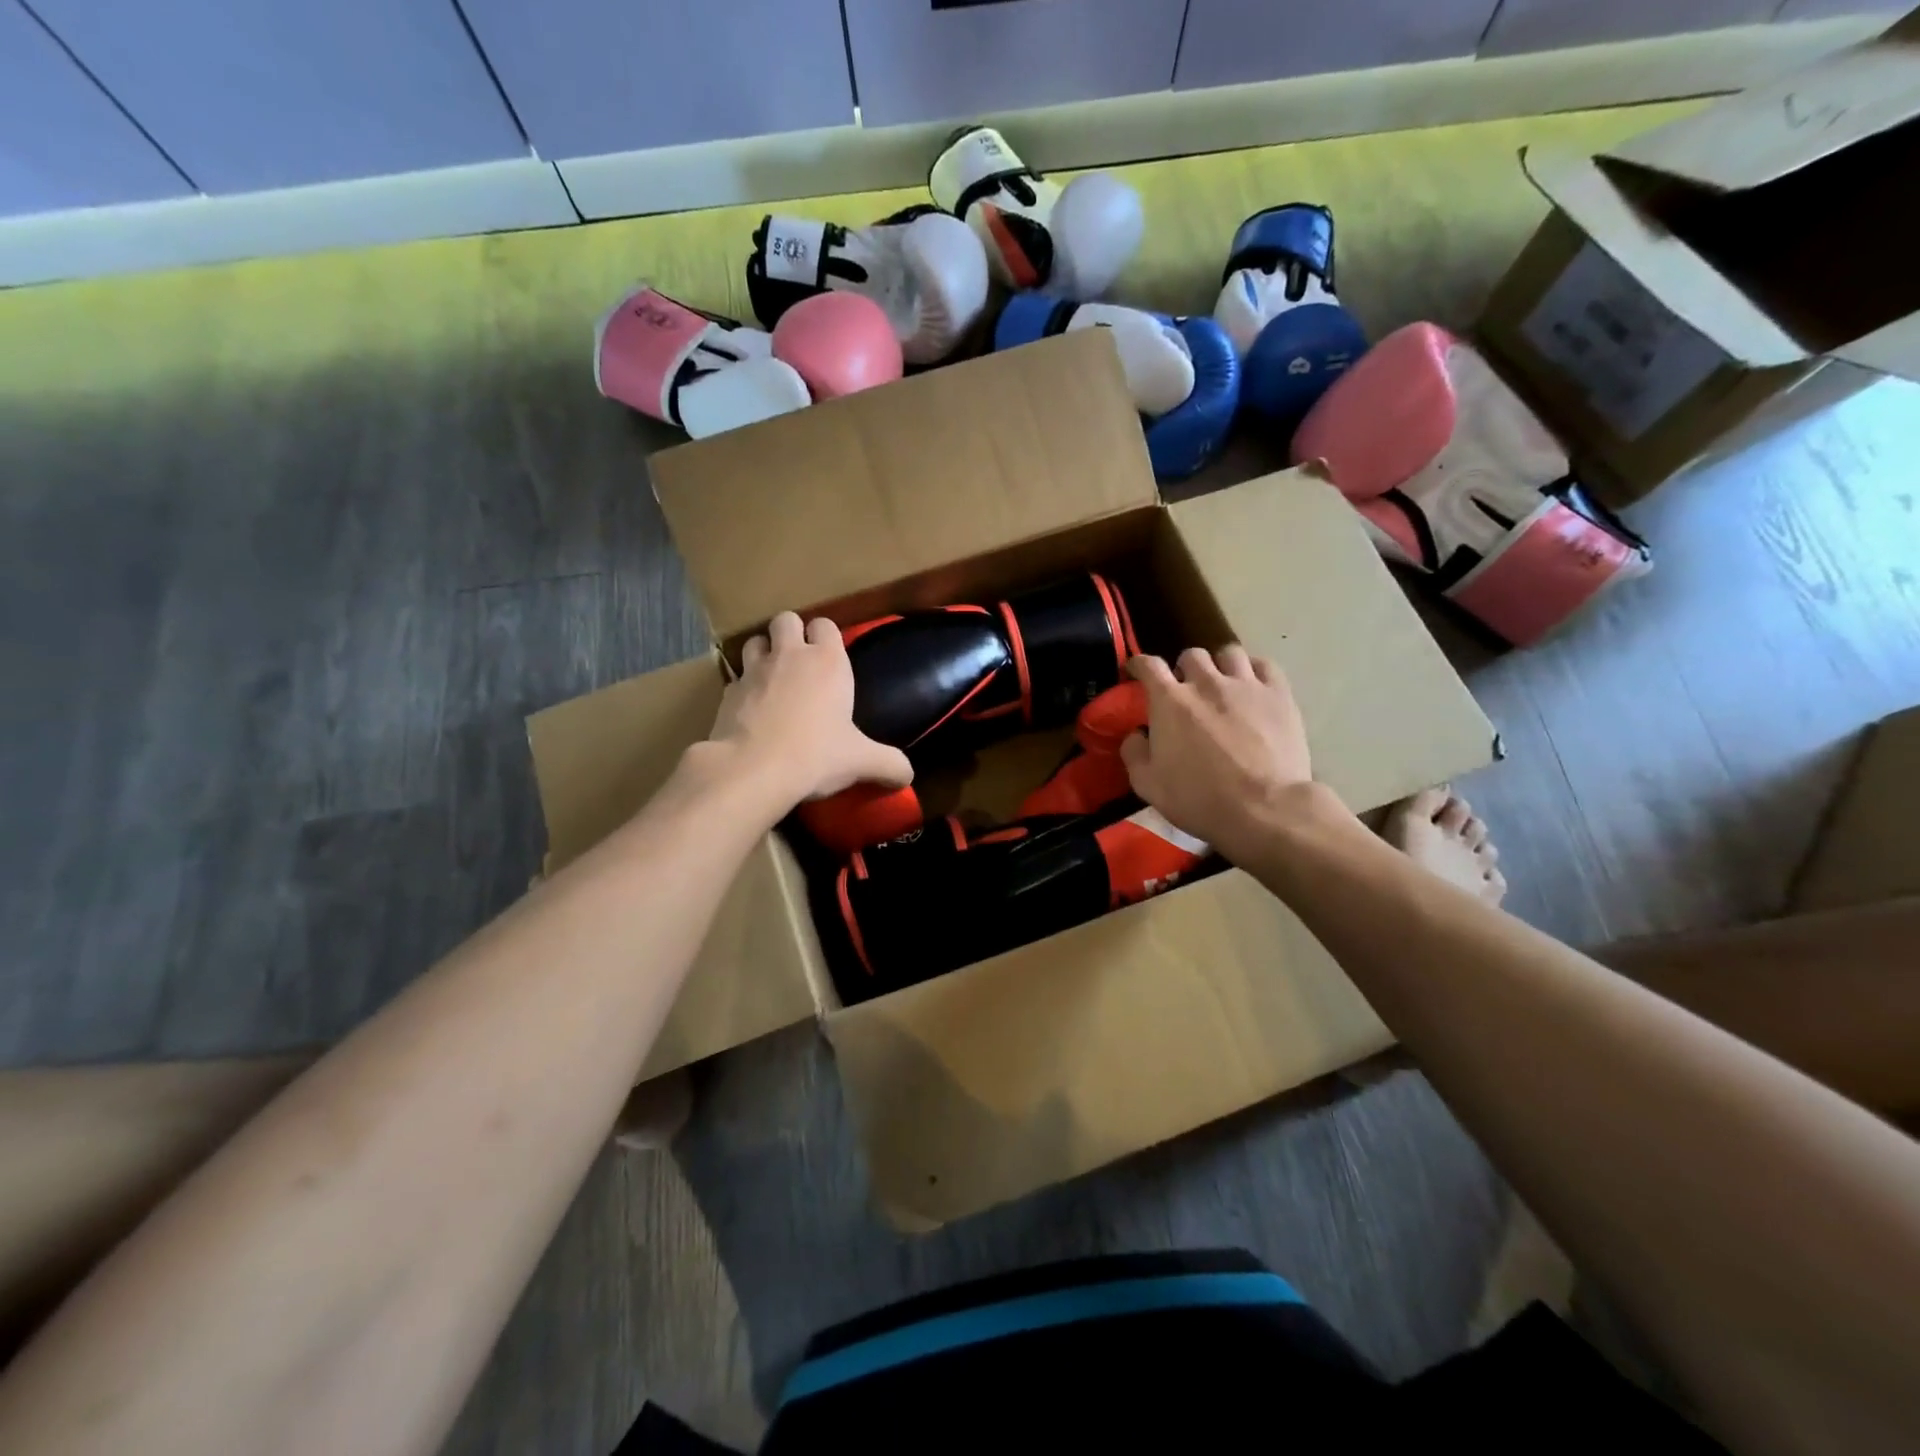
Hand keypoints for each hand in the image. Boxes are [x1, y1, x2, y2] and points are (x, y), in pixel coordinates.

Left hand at [706, 612, 911, 810]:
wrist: (754, 770)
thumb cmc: (817, 755)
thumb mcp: (862, 762)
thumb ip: (890, 765)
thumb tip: (908, 776)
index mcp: (827, 662)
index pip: (826, 624)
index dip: (827, 636)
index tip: (831, 657)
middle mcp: (789, 656)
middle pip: (786, 619)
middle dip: (791, 633)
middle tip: (800, 661)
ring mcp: (753, 671)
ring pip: (755, 640)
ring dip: (764, 652)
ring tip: (773, 678)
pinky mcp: (727, 693)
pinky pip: (736, 679)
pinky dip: (743, 688)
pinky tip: (751, 711)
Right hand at [1119, 645, 1321, 863]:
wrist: (1263, 809)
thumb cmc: (1199, 799)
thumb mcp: (1148, 785)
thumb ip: (1134, 753)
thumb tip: (1136, 734)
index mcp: (1170, 701)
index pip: (1148, 665)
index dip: (1139, 664)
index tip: (1137, 671)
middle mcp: (1206, 682)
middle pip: (1191, 656)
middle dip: (1184, 669)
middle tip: (1186, 689)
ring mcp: (1246, 685)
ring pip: (1228, 653)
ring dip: (1219, 665)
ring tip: (1222, 682)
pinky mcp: (1279, 694)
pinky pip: (1264, 665)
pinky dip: (1253, 670)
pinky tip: (1252, 685)